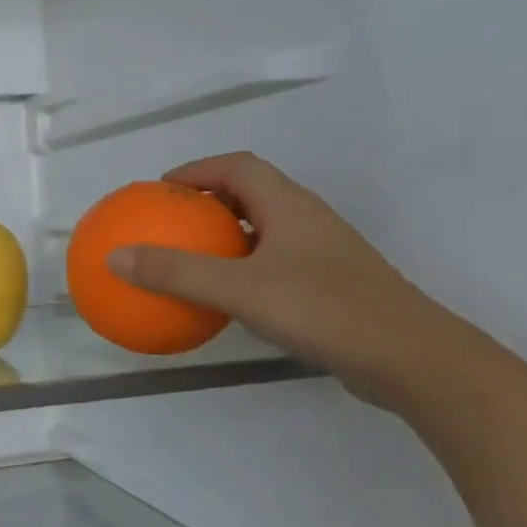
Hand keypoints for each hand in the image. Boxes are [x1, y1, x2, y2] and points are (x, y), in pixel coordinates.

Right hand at [106, 152, 470, 405]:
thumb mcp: (239, 289)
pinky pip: (273, 266)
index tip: (160, 190)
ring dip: (225, 238)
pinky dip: (241, 272)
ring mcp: (323, 256)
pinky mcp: (330, 289)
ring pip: (264, 232)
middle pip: (251, 195)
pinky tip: (224, 303)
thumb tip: (114, 257)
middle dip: (207, 203)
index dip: (197, 170)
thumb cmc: (325, 310)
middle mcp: (308, 222)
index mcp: (290, 206)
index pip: (238, 167)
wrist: (412, 359)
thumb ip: (176, 273)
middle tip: (168, 225)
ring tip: (188, 260)